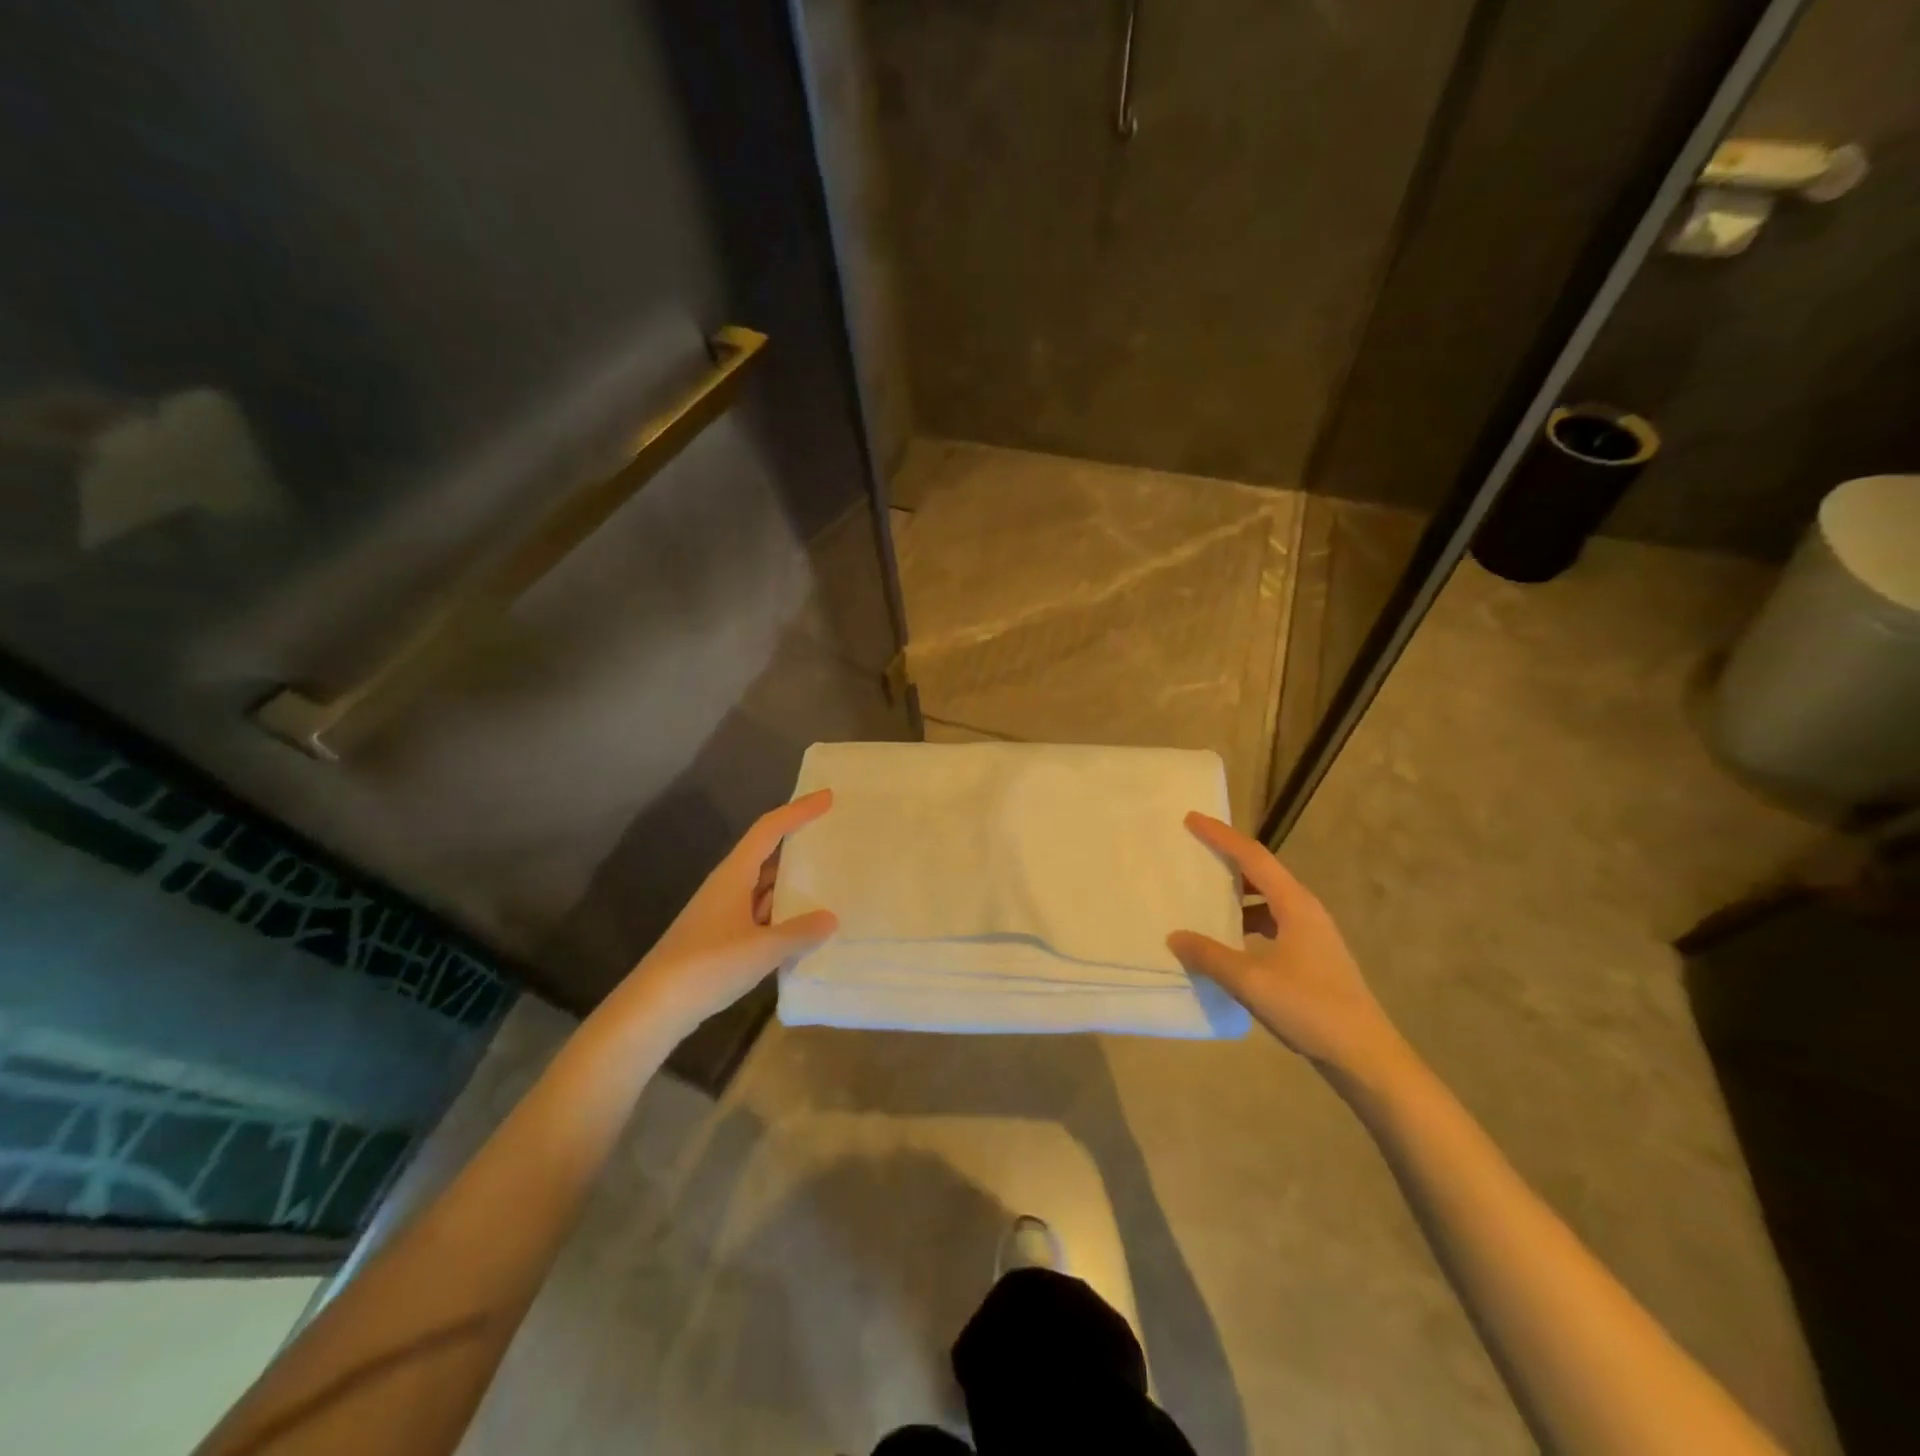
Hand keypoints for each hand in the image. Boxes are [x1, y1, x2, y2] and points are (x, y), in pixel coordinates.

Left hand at [622, 790, 838, 1035]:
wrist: (654, 1007)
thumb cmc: (707, 966)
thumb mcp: (762, 949)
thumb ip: (800, 932)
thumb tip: (831, 918)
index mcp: (734, 875)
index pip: (769, 829)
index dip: (798, 811)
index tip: (827, 797)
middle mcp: (728, 886)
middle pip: (767, 852)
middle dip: (798, 842)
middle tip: (833, 835)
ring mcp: (722, 913)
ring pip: (763, 885)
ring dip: (792, 879)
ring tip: (829, 878)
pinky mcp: (721, 937)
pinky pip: (760, 912)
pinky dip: (783, 911)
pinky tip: (803, 924)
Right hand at [1167, 813, 1405, 1079]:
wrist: (1366, 1057)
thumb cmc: (1310, 1009)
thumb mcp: (1252, 981)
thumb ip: (1210, 956)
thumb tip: (1175, 936)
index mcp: (1295, 905)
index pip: (1253, 857)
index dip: (1221, 836)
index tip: (1192, 819)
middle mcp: (1306, 911)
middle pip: (1262, 873)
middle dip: (1228, 861)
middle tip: (1194, 854)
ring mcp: (1313, 935)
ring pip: (1268, 901)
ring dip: (1238, 896)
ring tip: (1204, 900)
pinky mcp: (1313, 958)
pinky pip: (1273, 925)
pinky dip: (1248, 924)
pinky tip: (1229, 944)